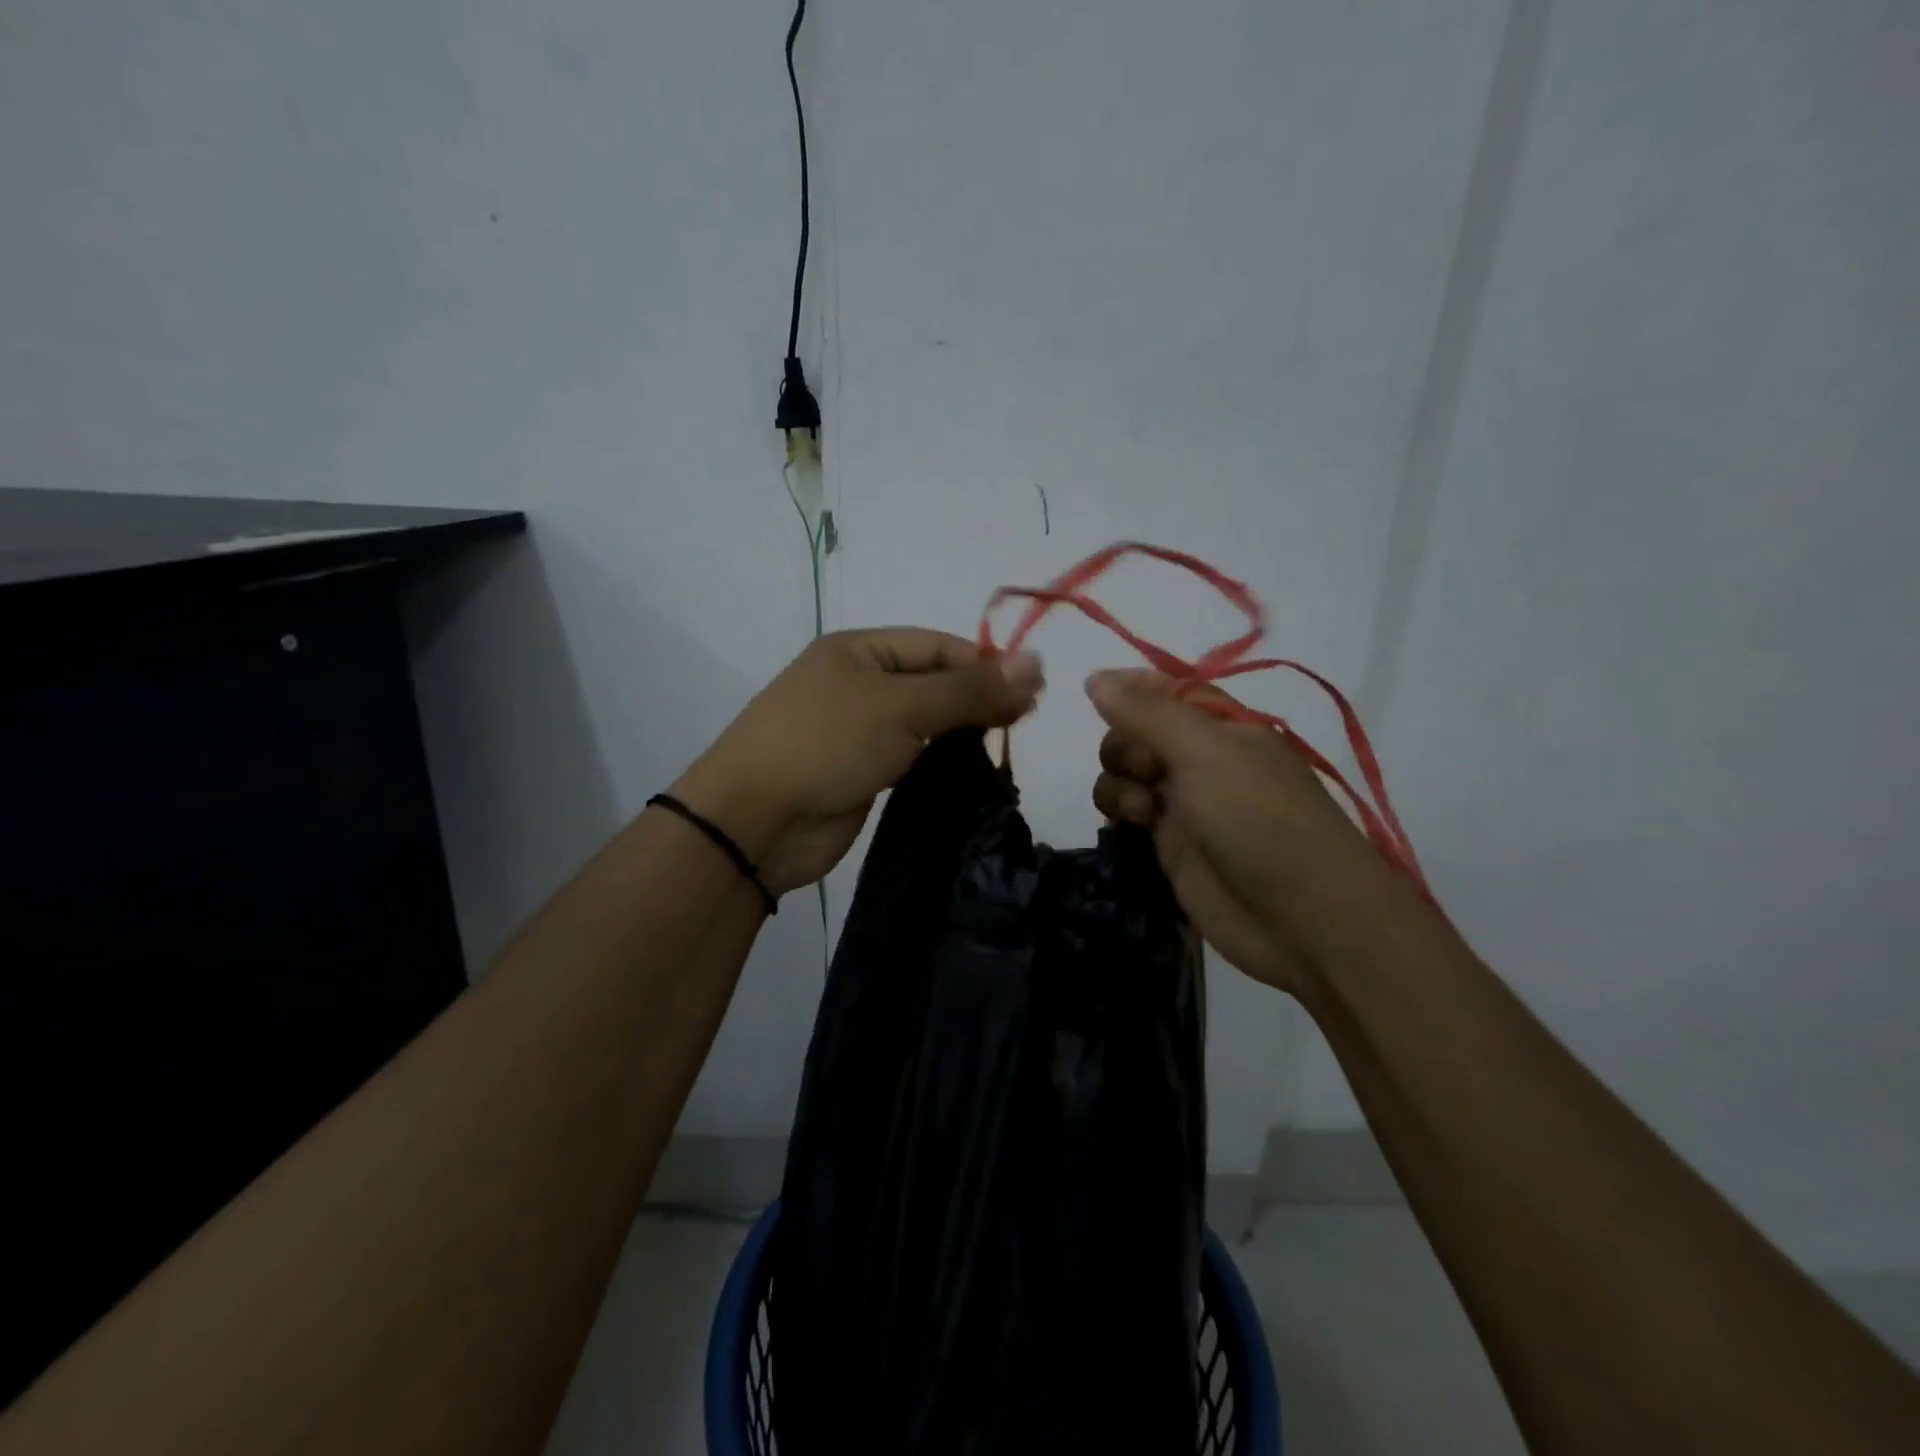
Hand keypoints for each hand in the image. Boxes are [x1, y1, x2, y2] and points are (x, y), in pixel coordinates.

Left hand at [673, 630, 1042, 896]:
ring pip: (925, 724)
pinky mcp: (861, 774)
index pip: (938, 646)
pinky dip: (941, 763)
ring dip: (961, 734)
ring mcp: (858, 732)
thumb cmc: (825, 744)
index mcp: (858, 650)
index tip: (1032, 693)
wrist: (754, 823)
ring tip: (1004, 749)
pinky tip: (973, 775)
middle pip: (933, 683)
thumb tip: (1037, 663)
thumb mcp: (900, 707)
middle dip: (977, 700)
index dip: (985, 665)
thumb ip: (969, 690)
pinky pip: (912, 759)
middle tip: (1024, 723)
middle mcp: (858, 684)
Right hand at [1086, 669, 1410, 993]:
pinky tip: (1130, 825)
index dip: (1131, 687)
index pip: (1167, 690)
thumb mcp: (1206, 753)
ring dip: (1119, 782)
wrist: (1302, 919)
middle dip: (1125, 744)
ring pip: (1126, 773)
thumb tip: (1095, 677)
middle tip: (1146, 770)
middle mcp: (1203, 760)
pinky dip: (1118, 813)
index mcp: (1224, 727)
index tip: (1097, 692)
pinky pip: (1127, 814)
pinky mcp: (1171, 846)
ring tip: (1141, 810)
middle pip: (1137, 732)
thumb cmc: (1260, 820)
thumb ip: (1147, 713)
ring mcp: (1185, 804)